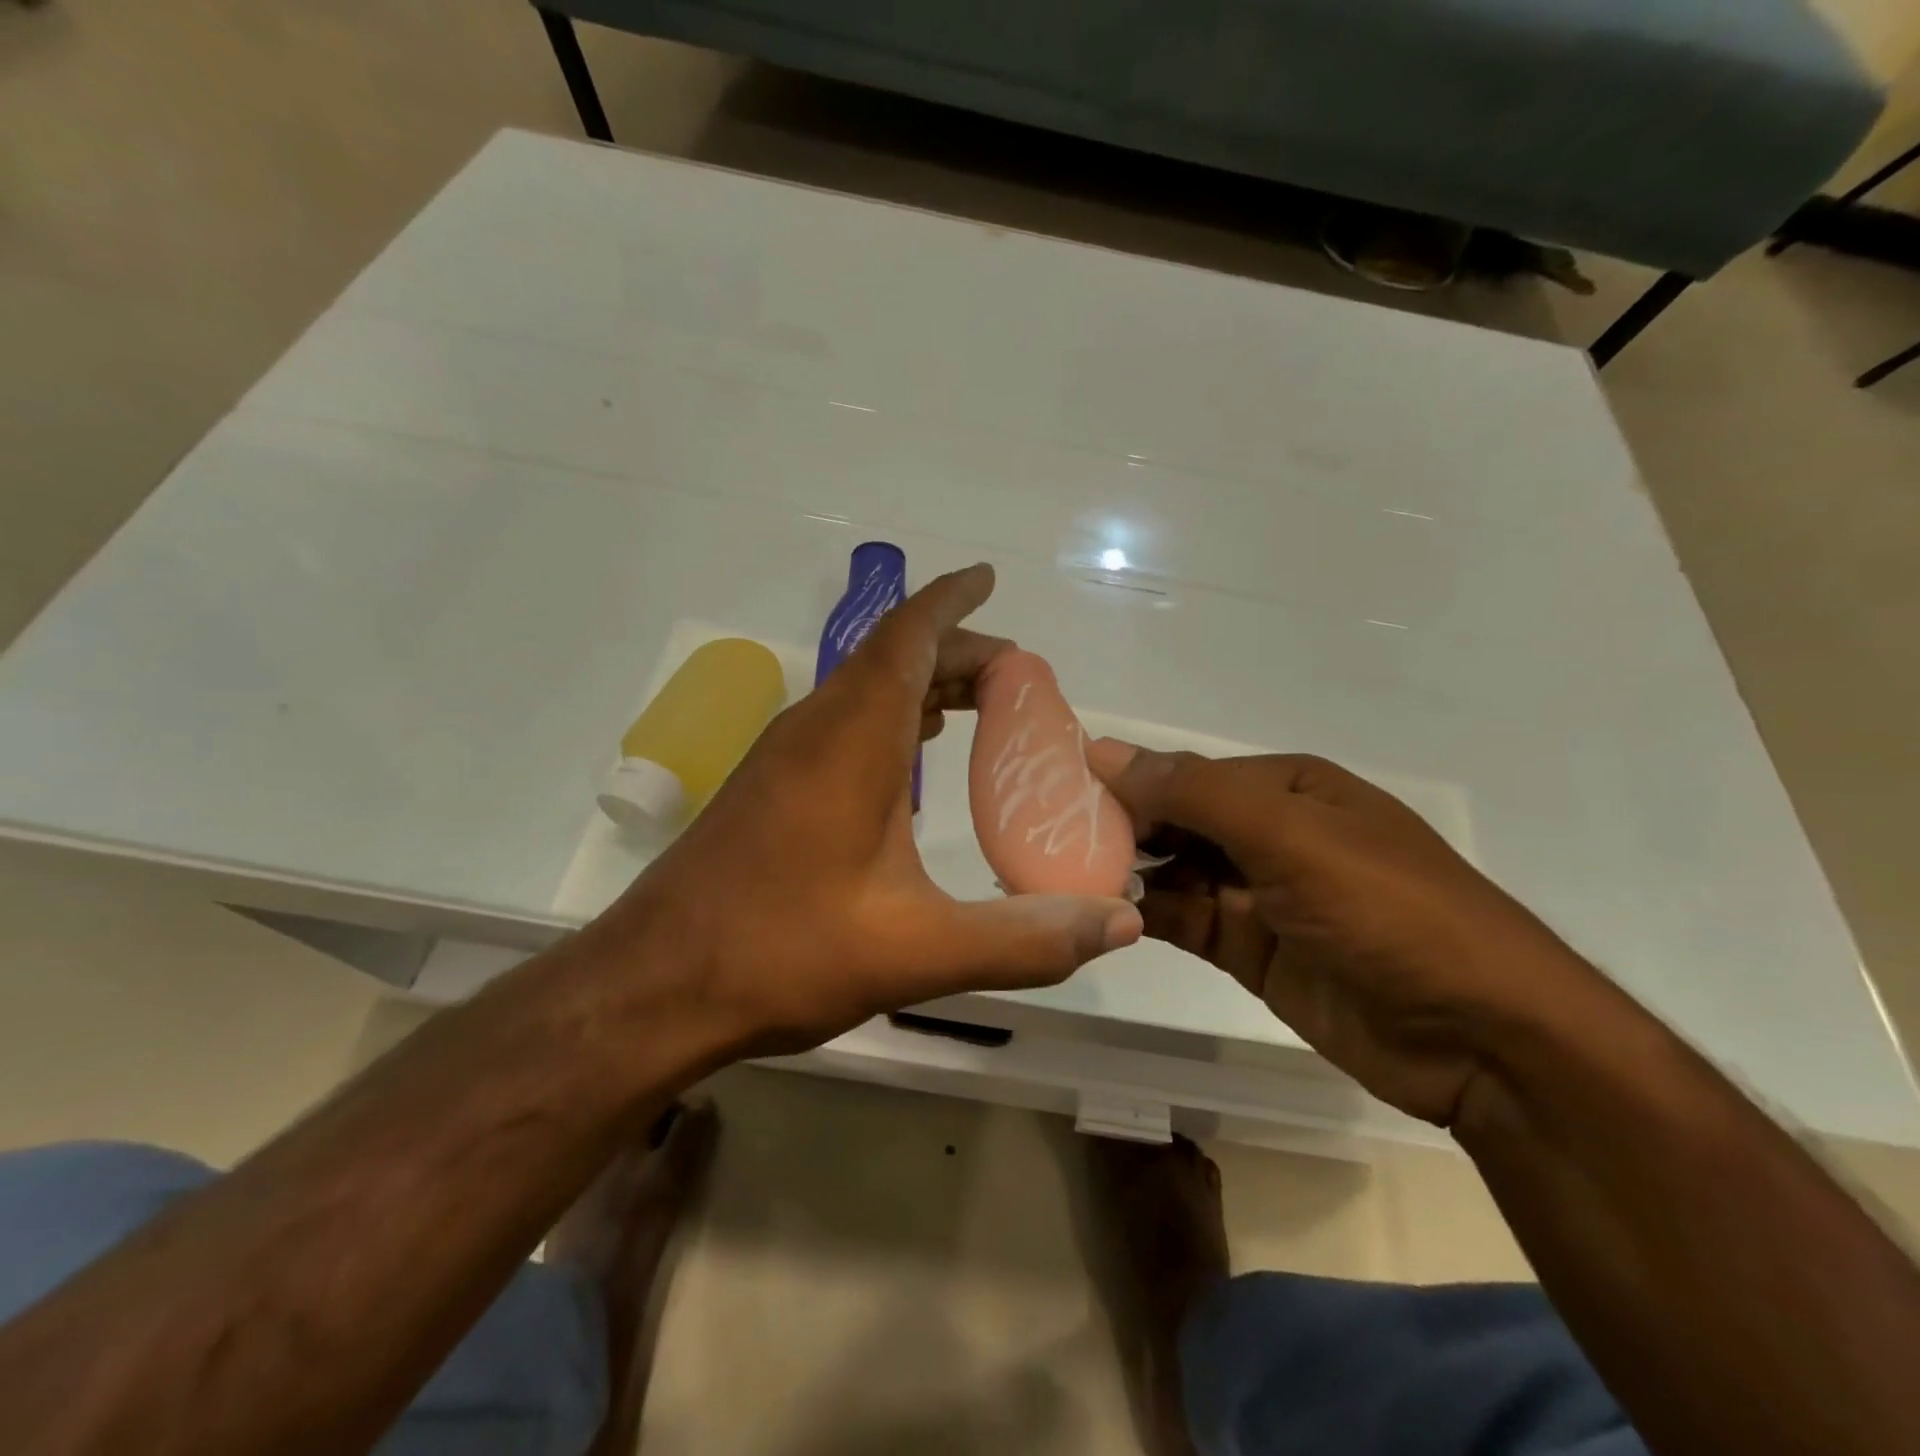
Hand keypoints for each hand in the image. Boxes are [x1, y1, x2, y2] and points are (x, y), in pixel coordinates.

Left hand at [588, 565, 1142, 1058]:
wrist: (654, 986)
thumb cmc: (783, 952)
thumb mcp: (918, 950)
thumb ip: (1024, 938)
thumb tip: (1121, 923)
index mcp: (852, 739)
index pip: (907, 637)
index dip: (951, 601)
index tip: (988, 579)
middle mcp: (814, 729)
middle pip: (890, 658)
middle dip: (954, 651)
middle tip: (1015, 677)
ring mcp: (783, 757)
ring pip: (863, 691)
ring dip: (920, 684)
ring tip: (977, 707)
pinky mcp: (767, 789)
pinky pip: (841, 725)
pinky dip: (889, 720)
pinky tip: (912, 762)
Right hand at [1085, 743, 1595, 1125]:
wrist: (1483, 1041)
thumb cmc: (1389, 913)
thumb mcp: (1291, 836)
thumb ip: (1194, 792)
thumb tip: (1102, 750)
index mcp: (1286, 789)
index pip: (1186, 773)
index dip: (1128, 782)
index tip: (1059, 798)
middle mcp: (1270, 833)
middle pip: (1177, 819)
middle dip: (1121, 827)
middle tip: (1048, 840)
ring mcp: (1260, 894)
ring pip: (1174, 870)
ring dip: (1126, 871)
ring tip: (1060, 876)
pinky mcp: (1251, 949)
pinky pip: (1185, 918)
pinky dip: (1146, 913)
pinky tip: (1101, 911)